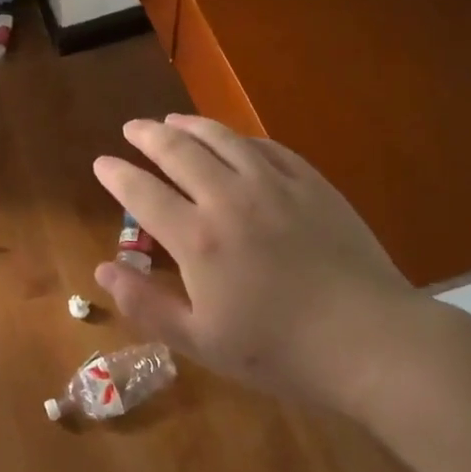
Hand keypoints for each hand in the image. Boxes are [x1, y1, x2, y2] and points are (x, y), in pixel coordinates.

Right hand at [92, 114, 425, 413]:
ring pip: (222, 139)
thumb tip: (103, 270)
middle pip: (178, 151)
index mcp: (197, 238)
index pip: (142, 192)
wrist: (370, 340)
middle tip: (132, 128)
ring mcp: (274, 185)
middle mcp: (229, 198)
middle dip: (148, 135)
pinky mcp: (311, 184)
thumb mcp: (202, 341)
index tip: (101, 163)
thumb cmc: (279, 351)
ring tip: (173, 120)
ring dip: (191, 125)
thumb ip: (147, 304)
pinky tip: (235, 141)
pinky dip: (240, 139)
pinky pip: (267, 148)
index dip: (116, 174)